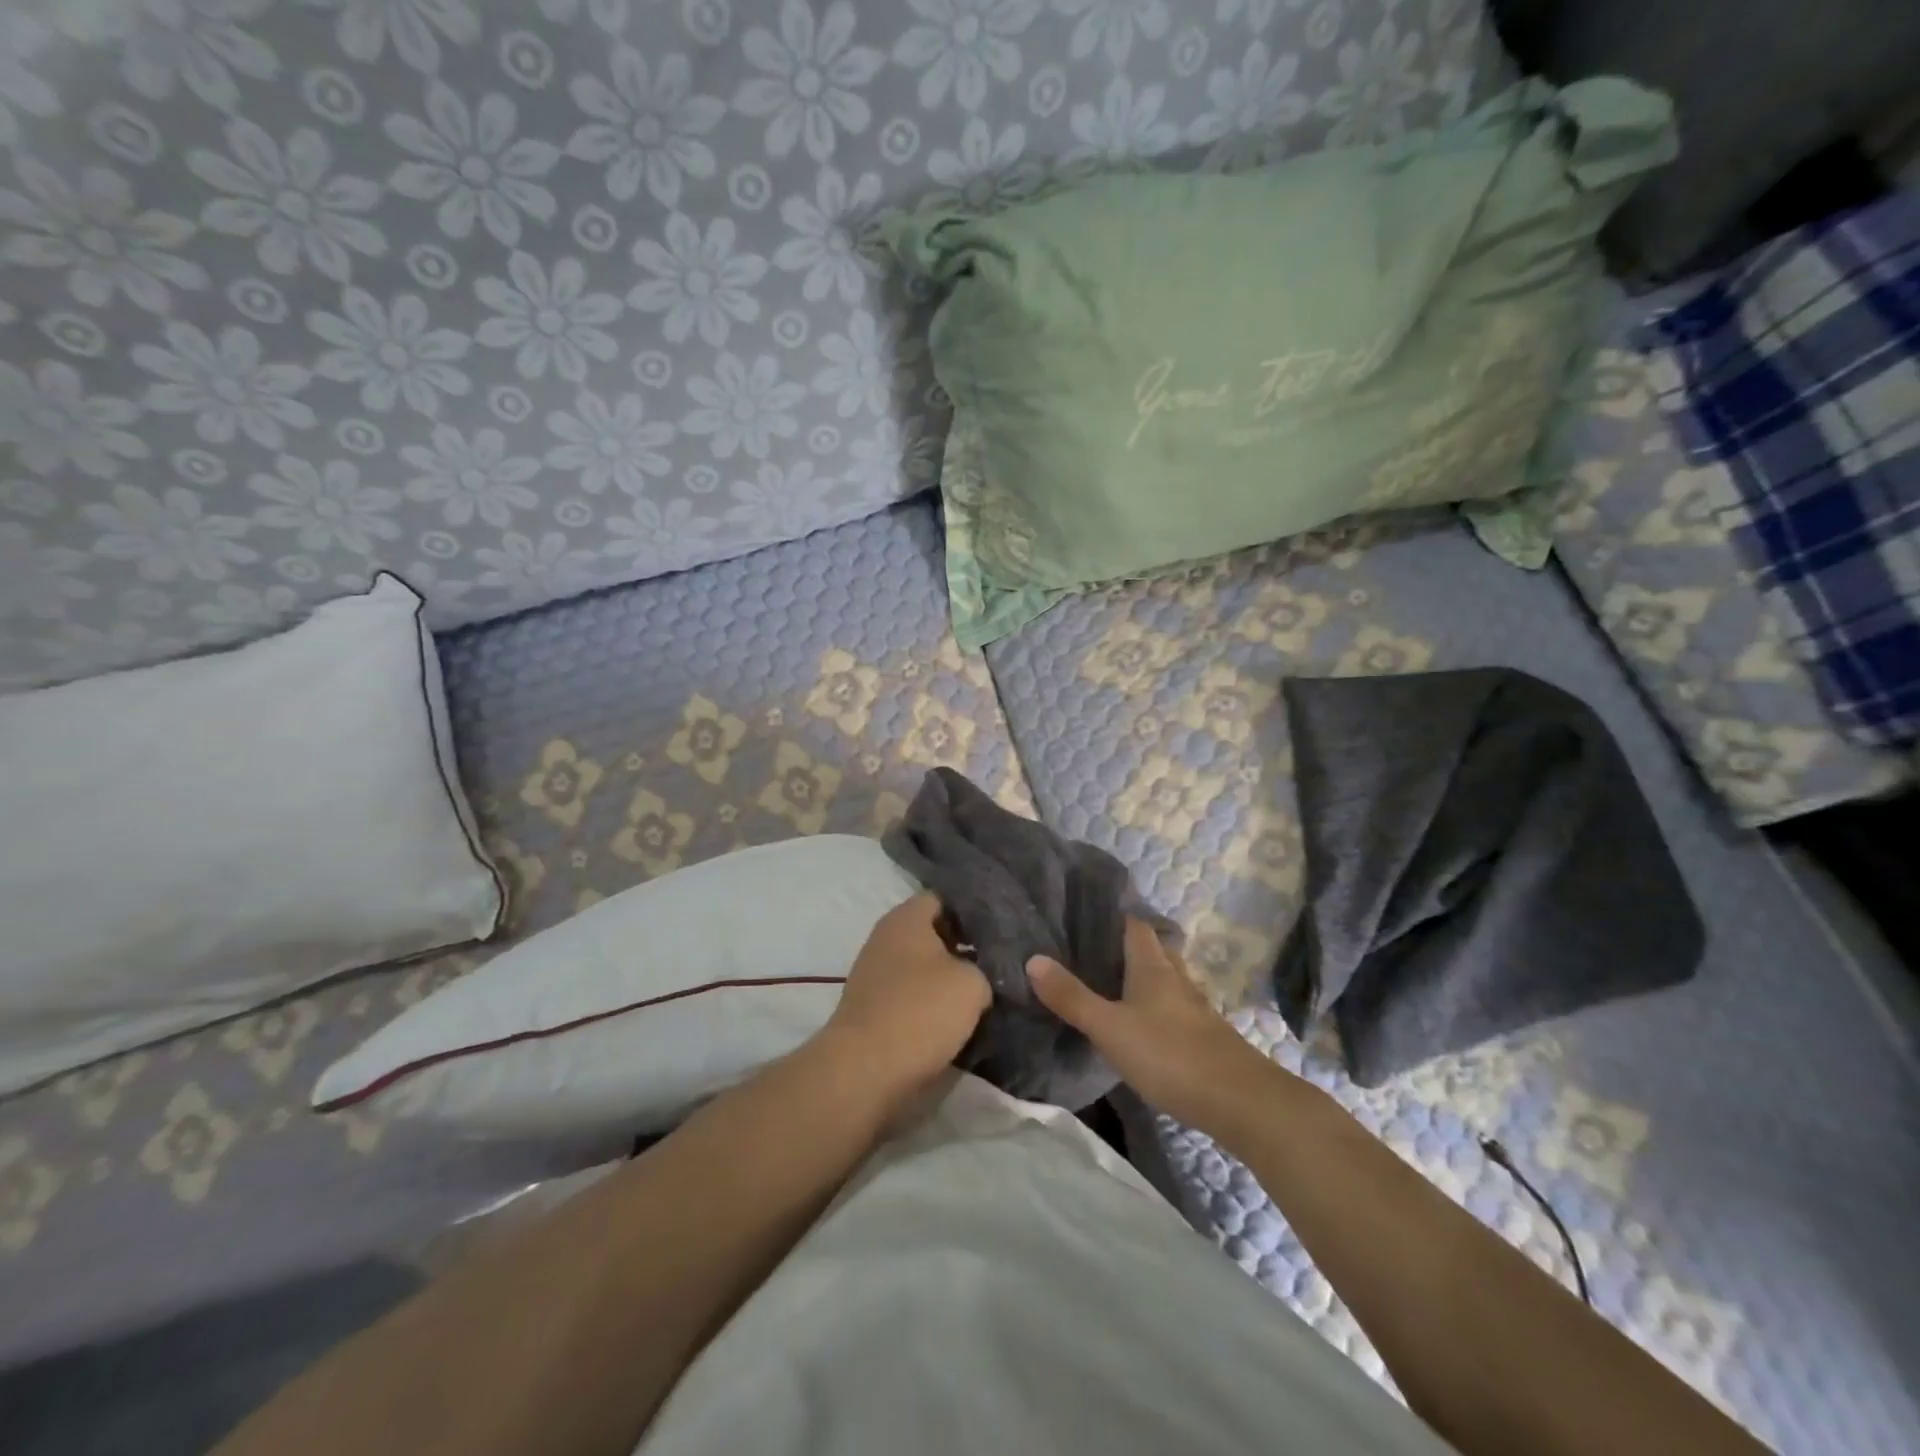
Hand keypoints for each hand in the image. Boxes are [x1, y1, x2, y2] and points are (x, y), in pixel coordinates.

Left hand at [818, 894, 991, 1110]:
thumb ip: (985, 967)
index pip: (945, 898)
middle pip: (933, 932)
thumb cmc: (920, 1012)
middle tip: (999, 961)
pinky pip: (910, 994)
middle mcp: (886, 937)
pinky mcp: (873, 1007)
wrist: (865, 1071)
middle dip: (964, 945)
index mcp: (906, 917)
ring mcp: (875, 973)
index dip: (974, 911)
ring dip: (948, 978)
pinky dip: (930, 1003)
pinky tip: (957, 1018)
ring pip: (922, 966)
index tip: (1002, 928)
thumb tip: (982, 972)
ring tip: (985, 991)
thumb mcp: (973, 983)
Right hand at [1027, 918, 1275, 1131]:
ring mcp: (1194, 1008)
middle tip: (1089, 950)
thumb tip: (1033, 958)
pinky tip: (1139, 1024)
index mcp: (1153, 966)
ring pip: (1164, 979)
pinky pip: (1173, 1008)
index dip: (1113, 915)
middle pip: (1152, 949)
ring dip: (1141, 977)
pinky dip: (1154, 1006)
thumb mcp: (1110, 1028)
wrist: (1241, 1103)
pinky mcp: (1204, 1036)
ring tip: (1109, 983)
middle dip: (1125, 946)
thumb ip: (1072, 997)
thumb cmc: (1171, 1055)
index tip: (1083, 913)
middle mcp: (1176, 978)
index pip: (1134, 924)